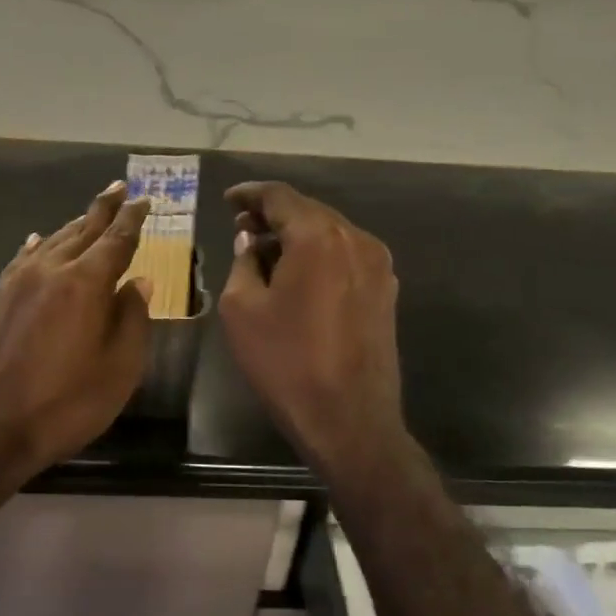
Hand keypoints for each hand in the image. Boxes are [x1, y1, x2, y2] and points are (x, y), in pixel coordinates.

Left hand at [0, 182, 153, 484]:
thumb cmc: (65, 403)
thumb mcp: (119, 369)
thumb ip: (132, 319)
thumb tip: (139, 282)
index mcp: (85, 283)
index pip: (116, 240)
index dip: (132, 219)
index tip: (142, 199)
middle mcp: (51, 270)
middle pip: (83, 230)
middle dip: (103, 209)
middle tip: (118, 189)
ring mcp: (18, 282)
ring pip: (53, 241)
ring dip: (74, 225)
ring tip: (89, 214)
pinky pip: (23, 259)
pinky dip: (37, 245)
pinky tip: (38, 241)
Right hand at [219, 182, 405, 473]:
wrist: (351, 421)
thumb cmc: (287, 363)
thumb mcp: (242, 309)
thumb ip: (244, 262)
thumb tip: (252, 242)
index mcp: (318, 237)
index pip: (280, 196)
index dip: (250, 194)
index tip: (229, 200)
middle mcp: (355, 239)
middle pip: (308, 210)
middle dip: (273, 215)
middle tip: (242, 228)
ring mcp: (377, 264)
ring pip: (329, 232)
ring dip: (297, 235)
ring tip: (266, 252)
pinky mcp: (386, 289)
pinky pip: (346, 255)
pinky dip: (319, 254)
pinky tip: (298, 274)